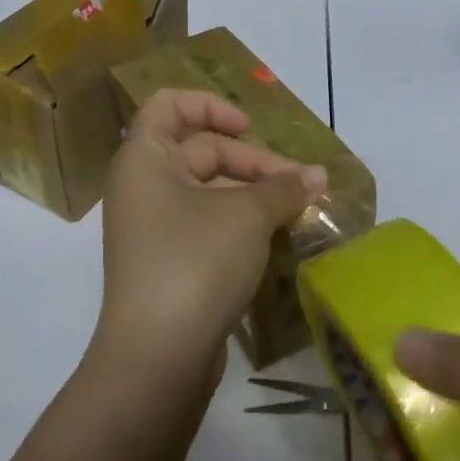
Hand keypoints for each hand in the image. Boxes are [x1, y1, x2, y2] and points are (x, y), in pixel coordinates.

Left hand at [96, 90, 325, 383]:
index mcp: (144, 160)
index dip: (210, 106)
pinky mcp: (168, 265)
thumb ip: (283, 188)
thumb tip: (317, 176)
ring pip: (208, 193)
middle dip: (253, 162)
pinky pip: (206, 227)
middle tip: (301, 185)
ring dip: (253, 195)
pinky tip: (275, 240)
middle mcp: (142, 188)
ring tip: (298, 211)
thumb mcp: (247, 216)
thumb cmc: (195, 262)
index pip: (168, 106)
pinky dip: (239, 226)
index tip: (250, 128)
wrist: (159, 354)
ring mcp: (153, 230)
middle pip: (199, 151)